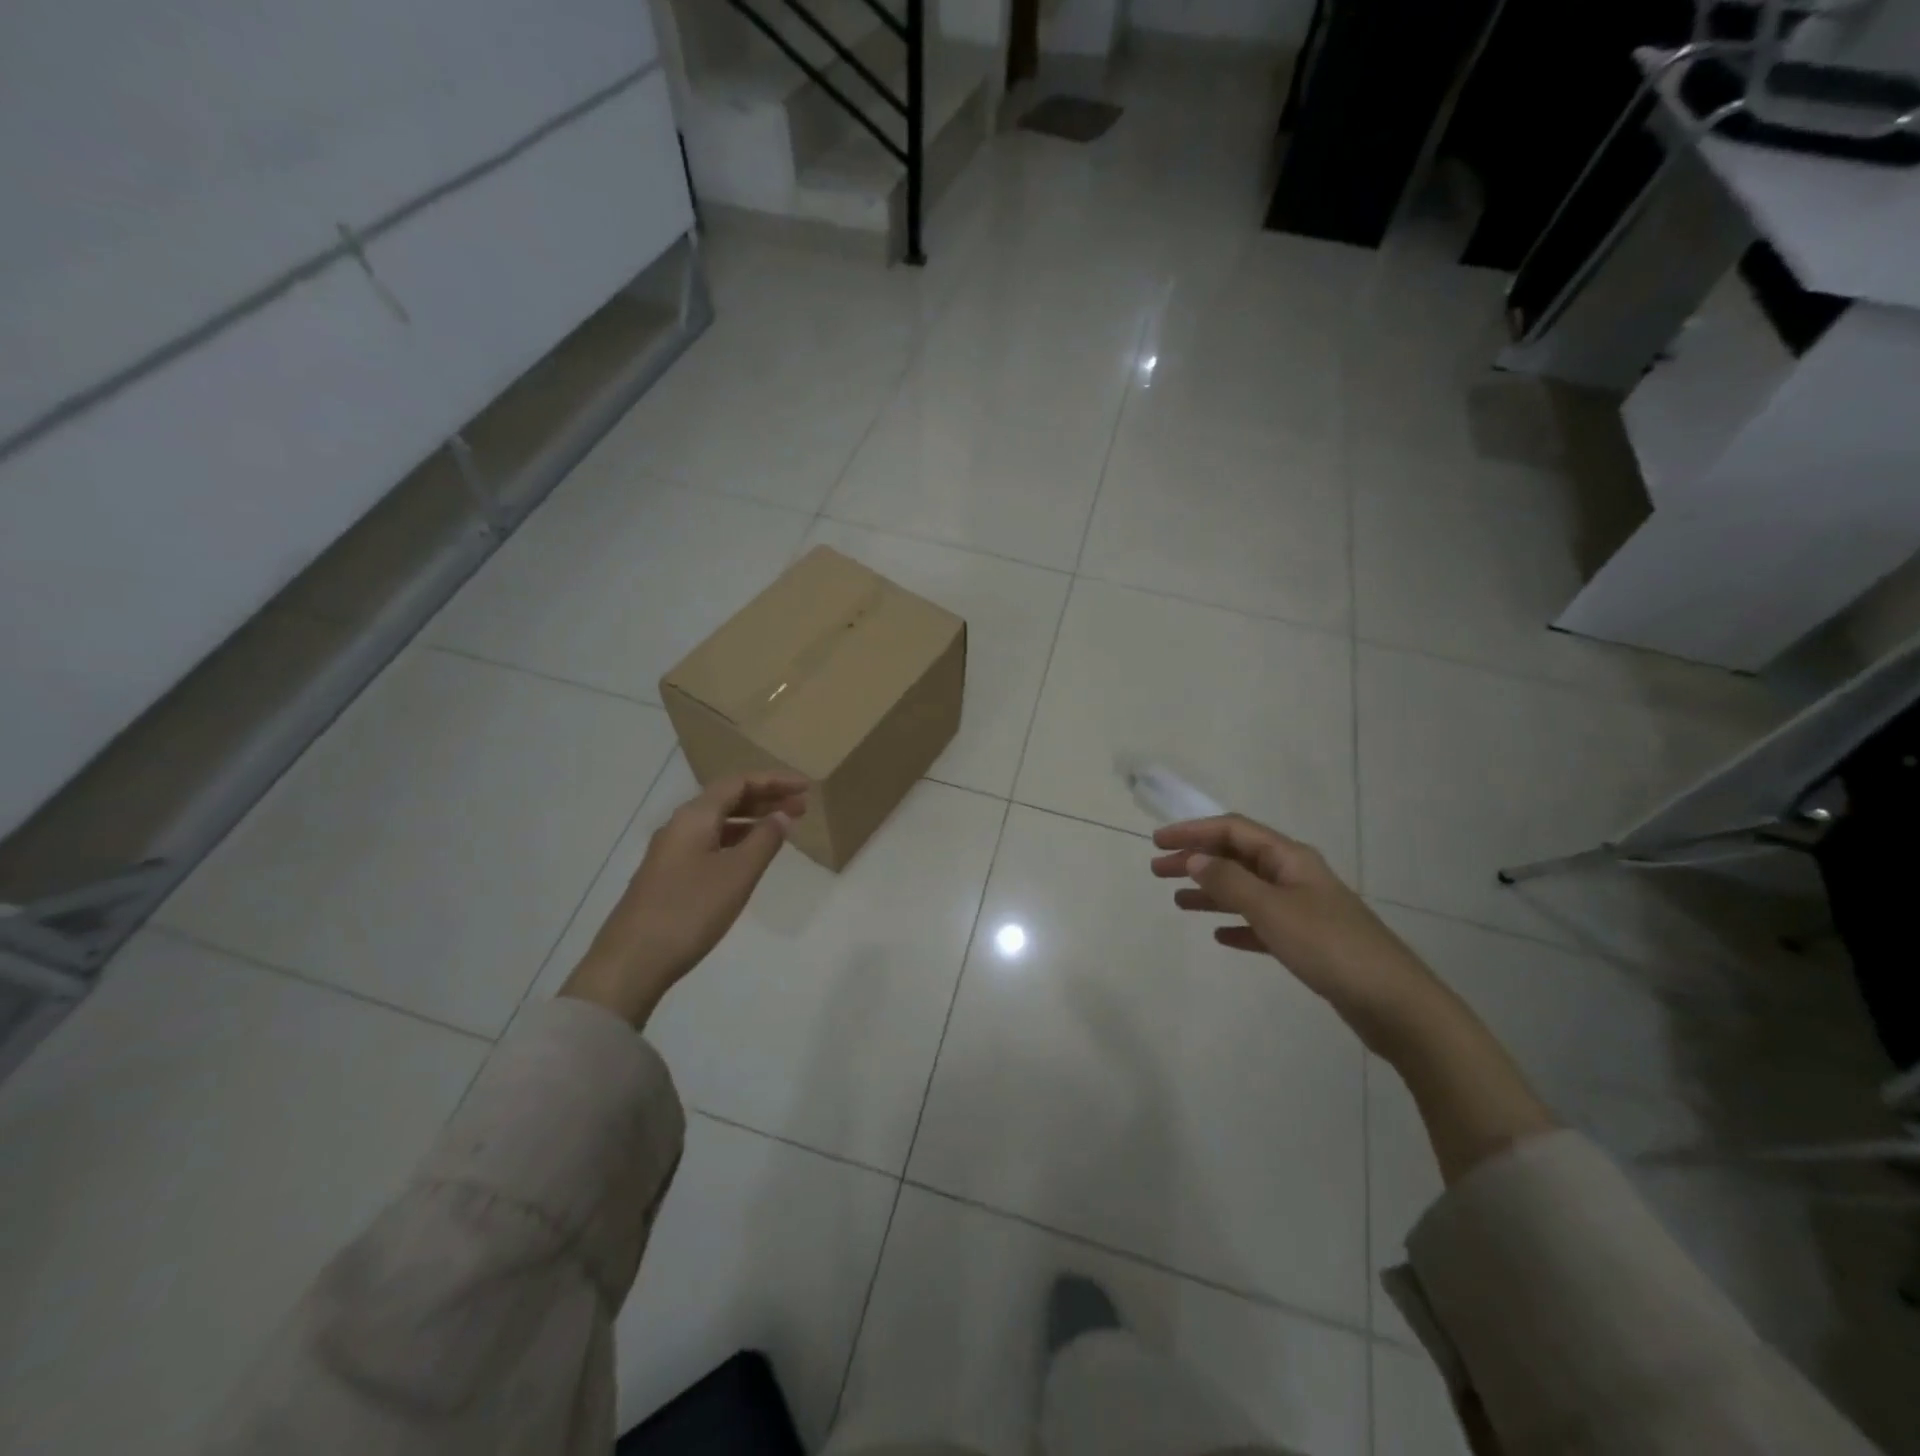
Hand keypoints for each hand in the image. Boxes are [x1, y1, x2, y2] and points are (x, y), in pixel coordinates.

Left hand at [560, 771, 807, 1027]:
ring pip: (718, 823)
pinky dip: (736, 841)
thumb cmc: (690, 911)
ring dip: (752, 821)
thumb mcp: (737, 874)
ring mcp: (671, 852)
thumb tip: (782, 815)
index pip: (739, 783)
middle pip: (727, 799)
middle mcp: (680, 826)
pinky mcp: (668, 876)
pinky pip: (710, 843)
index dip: (775, 781)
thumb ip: (764, 840)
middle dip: (766, 799)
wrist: (631, 962)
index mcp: (695, 817)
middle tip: (802, 807)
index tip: (806, 788)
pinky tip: (750, 857)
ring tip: (783, 829)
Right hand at [1150, 813, 1437, 1044]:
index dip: (1193, 831)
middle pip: (1237, 858)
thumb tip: (1195, 859)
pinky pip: (1262, 924)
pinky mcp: (1309, 941)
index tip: (1157, 841)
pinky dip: (1238, 925)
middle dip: (1196, 860)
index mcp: (1289, 858)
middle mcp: (1295, 876)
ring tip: (1178, 901)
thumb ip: (1230, 882)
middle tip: (1157, 871)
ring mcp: (1303, 909)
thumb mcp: (1273, 910)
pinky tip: (1220, 936)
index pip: (1233, 830)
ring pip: (1246, 890)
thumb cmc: (1330, 947)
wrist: (1394, 1003)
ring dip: (1211, 891)